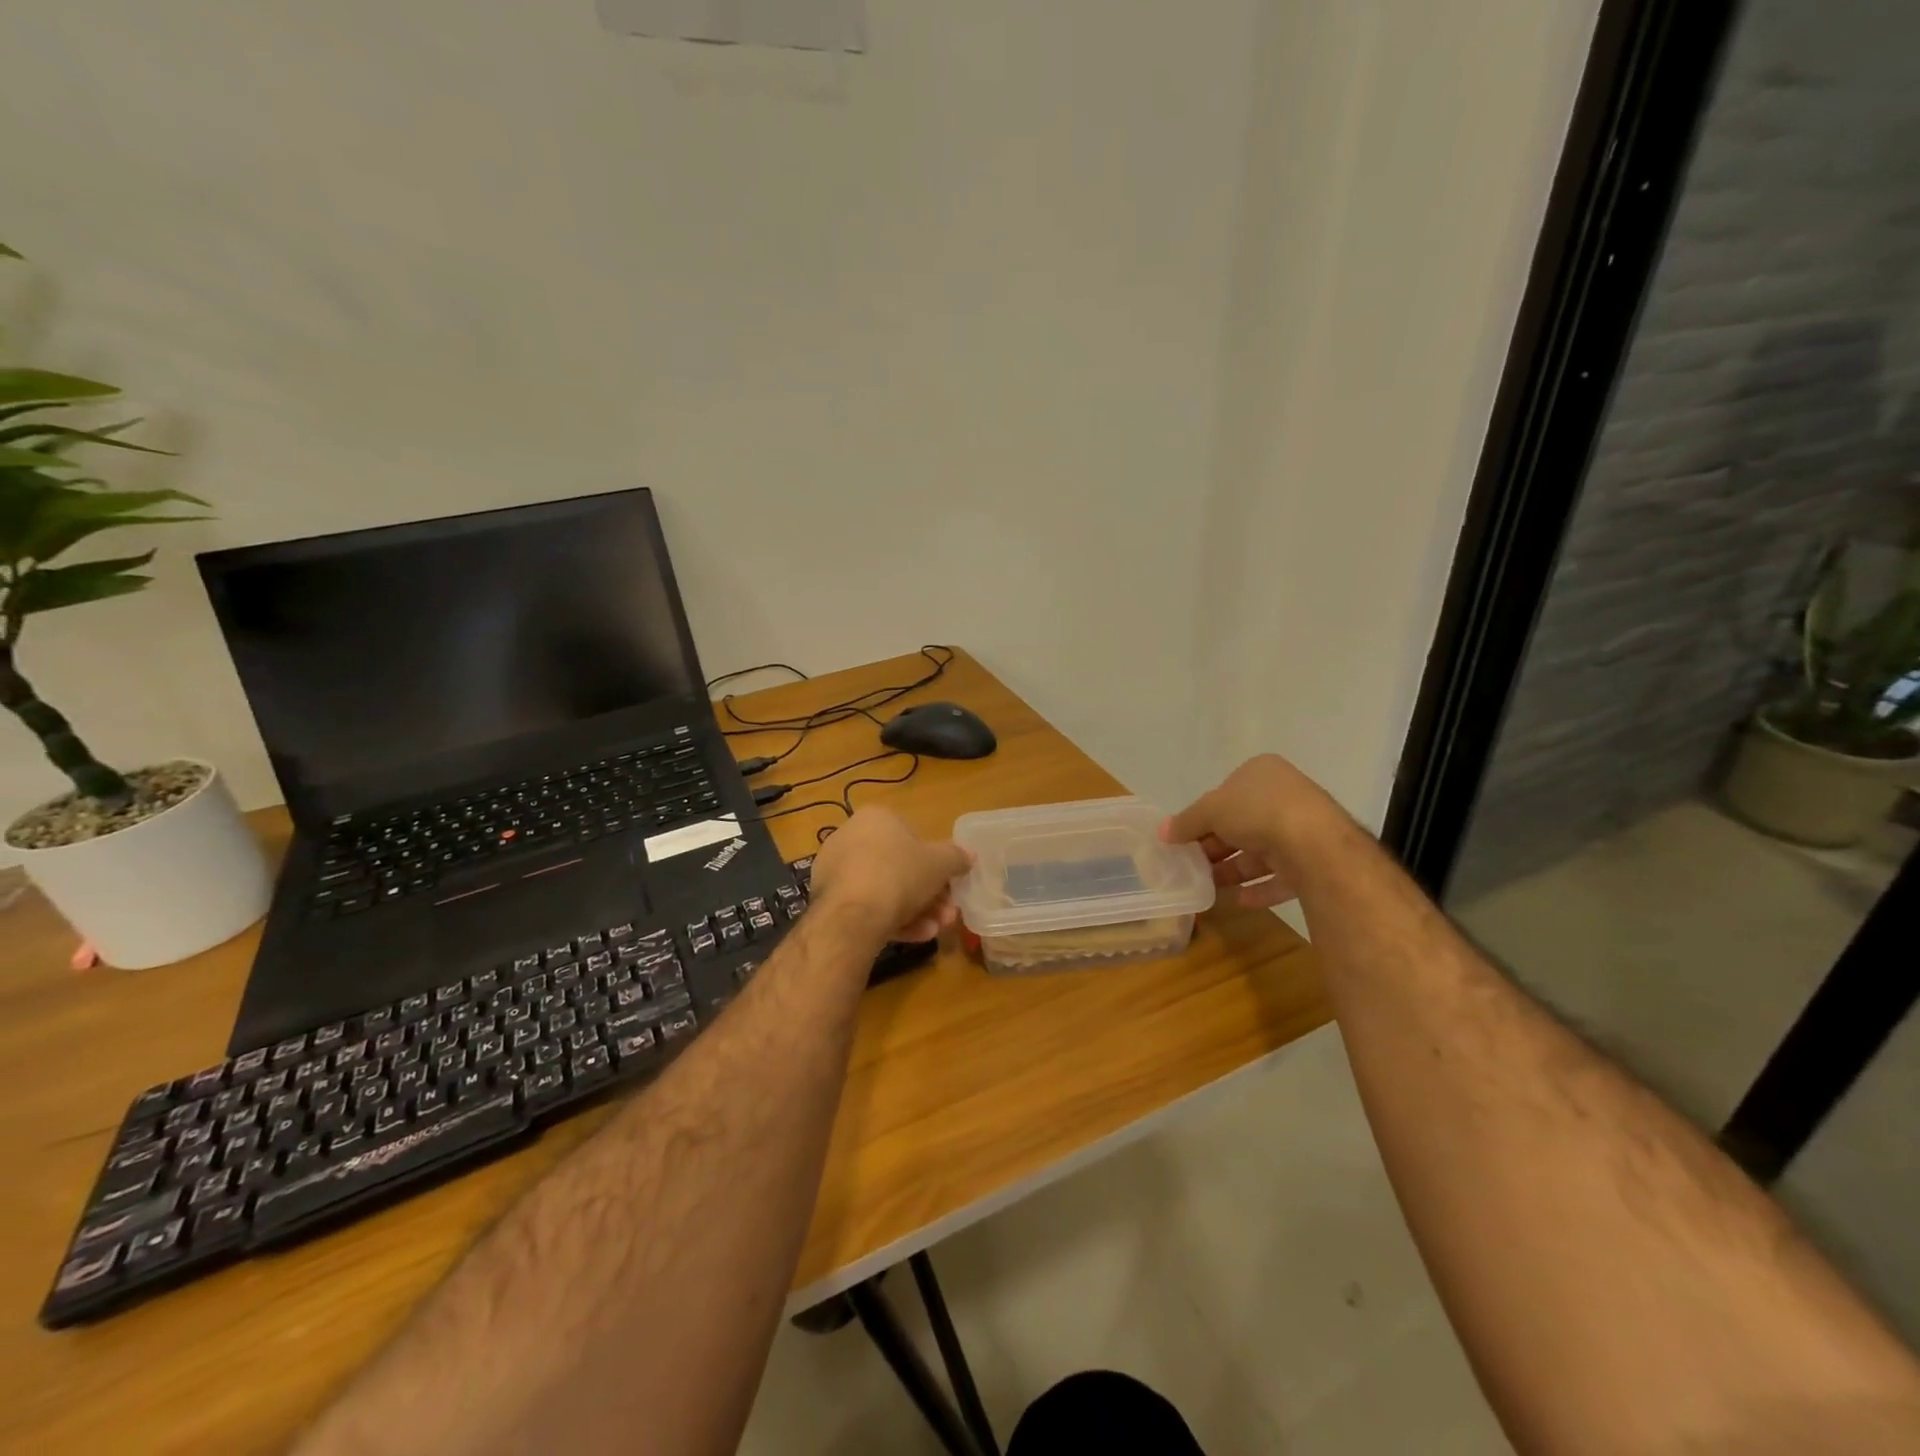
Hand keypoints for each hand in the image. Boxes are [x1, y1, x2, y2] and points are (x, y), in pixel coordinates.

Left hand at [808, 808, 971, 942]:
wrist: (854, 915)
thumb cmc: (900, 874)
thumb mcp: (940, 864)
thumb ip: (956, 858)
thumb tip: (969, 856)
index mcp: (875, 818)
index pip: (911, 836)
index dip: (934, 862)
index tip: (948, 884)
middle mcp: (850, 838)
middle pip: (899, 867)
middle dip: (928, 893)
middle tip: (947, 912)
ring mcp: (836, 870)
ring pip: (885, 890)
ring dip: (916, 910)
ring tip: (935, 929)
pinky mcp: (829, 900)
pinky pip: (867, 907)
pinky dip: (891, 920)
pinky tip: (915, 936)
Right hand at [1159, 754, 1340, 908]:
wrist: (1314, 843)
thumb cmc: (1257, 812)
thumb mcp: (1210, 810)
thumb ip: (1186, 822)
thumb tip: (1162, 832)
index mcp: (1261, 773)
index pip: (1226, 794)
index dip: (1203, 817)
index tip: (1185, 838)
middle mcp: (1285, 797)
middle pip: (1241, 824)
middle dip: (1216, 847)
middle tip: (1192, 865)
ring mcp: (1303, 829)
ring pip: (1261, 851)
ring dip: (1234, 869)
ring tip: (1208, 886)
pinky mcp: (1315, 861)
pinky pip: (1282, 875)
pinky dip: (1261, 888)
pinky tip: (1240, 900)